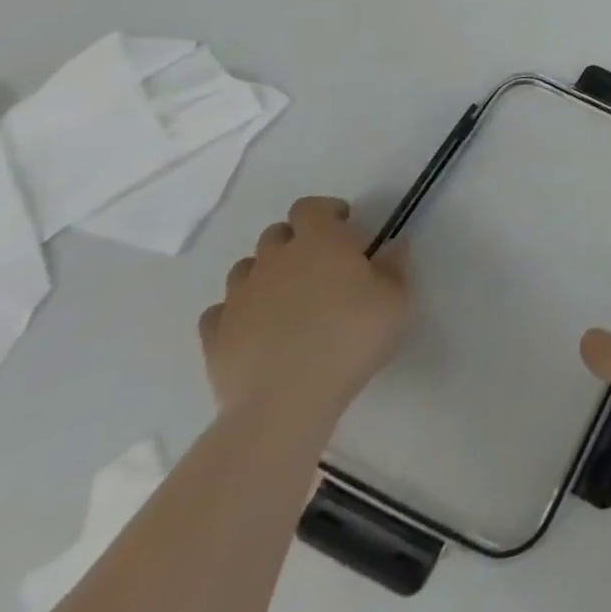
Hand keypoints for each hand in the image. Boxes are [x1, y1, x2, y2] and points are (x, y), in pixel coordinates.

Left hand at [198, 197, 410, 432]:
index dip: (326, 212)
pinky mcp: (214, 337)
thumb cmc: (350, 339)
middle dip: (296, 243)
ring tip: (287, 300)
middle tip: (320, 268)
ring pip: (245, 270)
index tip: (345, 229)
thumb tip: (390, 245)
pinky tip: (256, 329)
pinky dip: (237, 312)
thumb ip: (394, 265)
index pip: (309, 207)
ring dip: (265, 275)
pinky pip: (220, 312)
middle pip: (276, 235)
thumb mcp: (396, 299)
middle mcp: (273, 260)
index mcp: (318, 242)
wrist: (285, 403)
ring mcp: (238, 298)